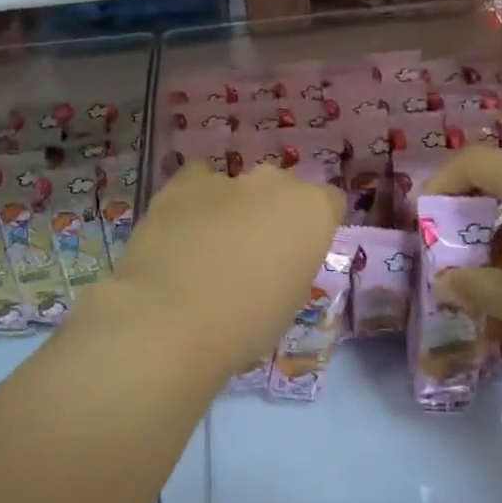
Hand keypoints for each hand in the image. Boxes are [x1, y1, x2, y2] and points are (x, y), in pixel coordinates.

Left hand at [104, 163, 343, 377]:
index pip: (328, 203)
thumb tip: (273, 259)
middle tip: (251, 252)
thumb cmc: (246, 324)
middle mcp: (275, 183)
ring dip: (230, 207)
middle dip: (270, 213)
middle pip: (281, 190)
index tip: (296, 253)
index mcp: (313, 211)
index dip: (312, 227)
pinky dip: (193, 201)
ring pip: (237, 186)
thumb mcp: (290, 301)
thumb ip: (291, 265)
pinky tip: (181, 231)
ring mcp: (227, 178)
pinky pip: (196, 182)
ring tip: (207, 247)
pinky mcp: (182, 182)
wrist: (173, 320)